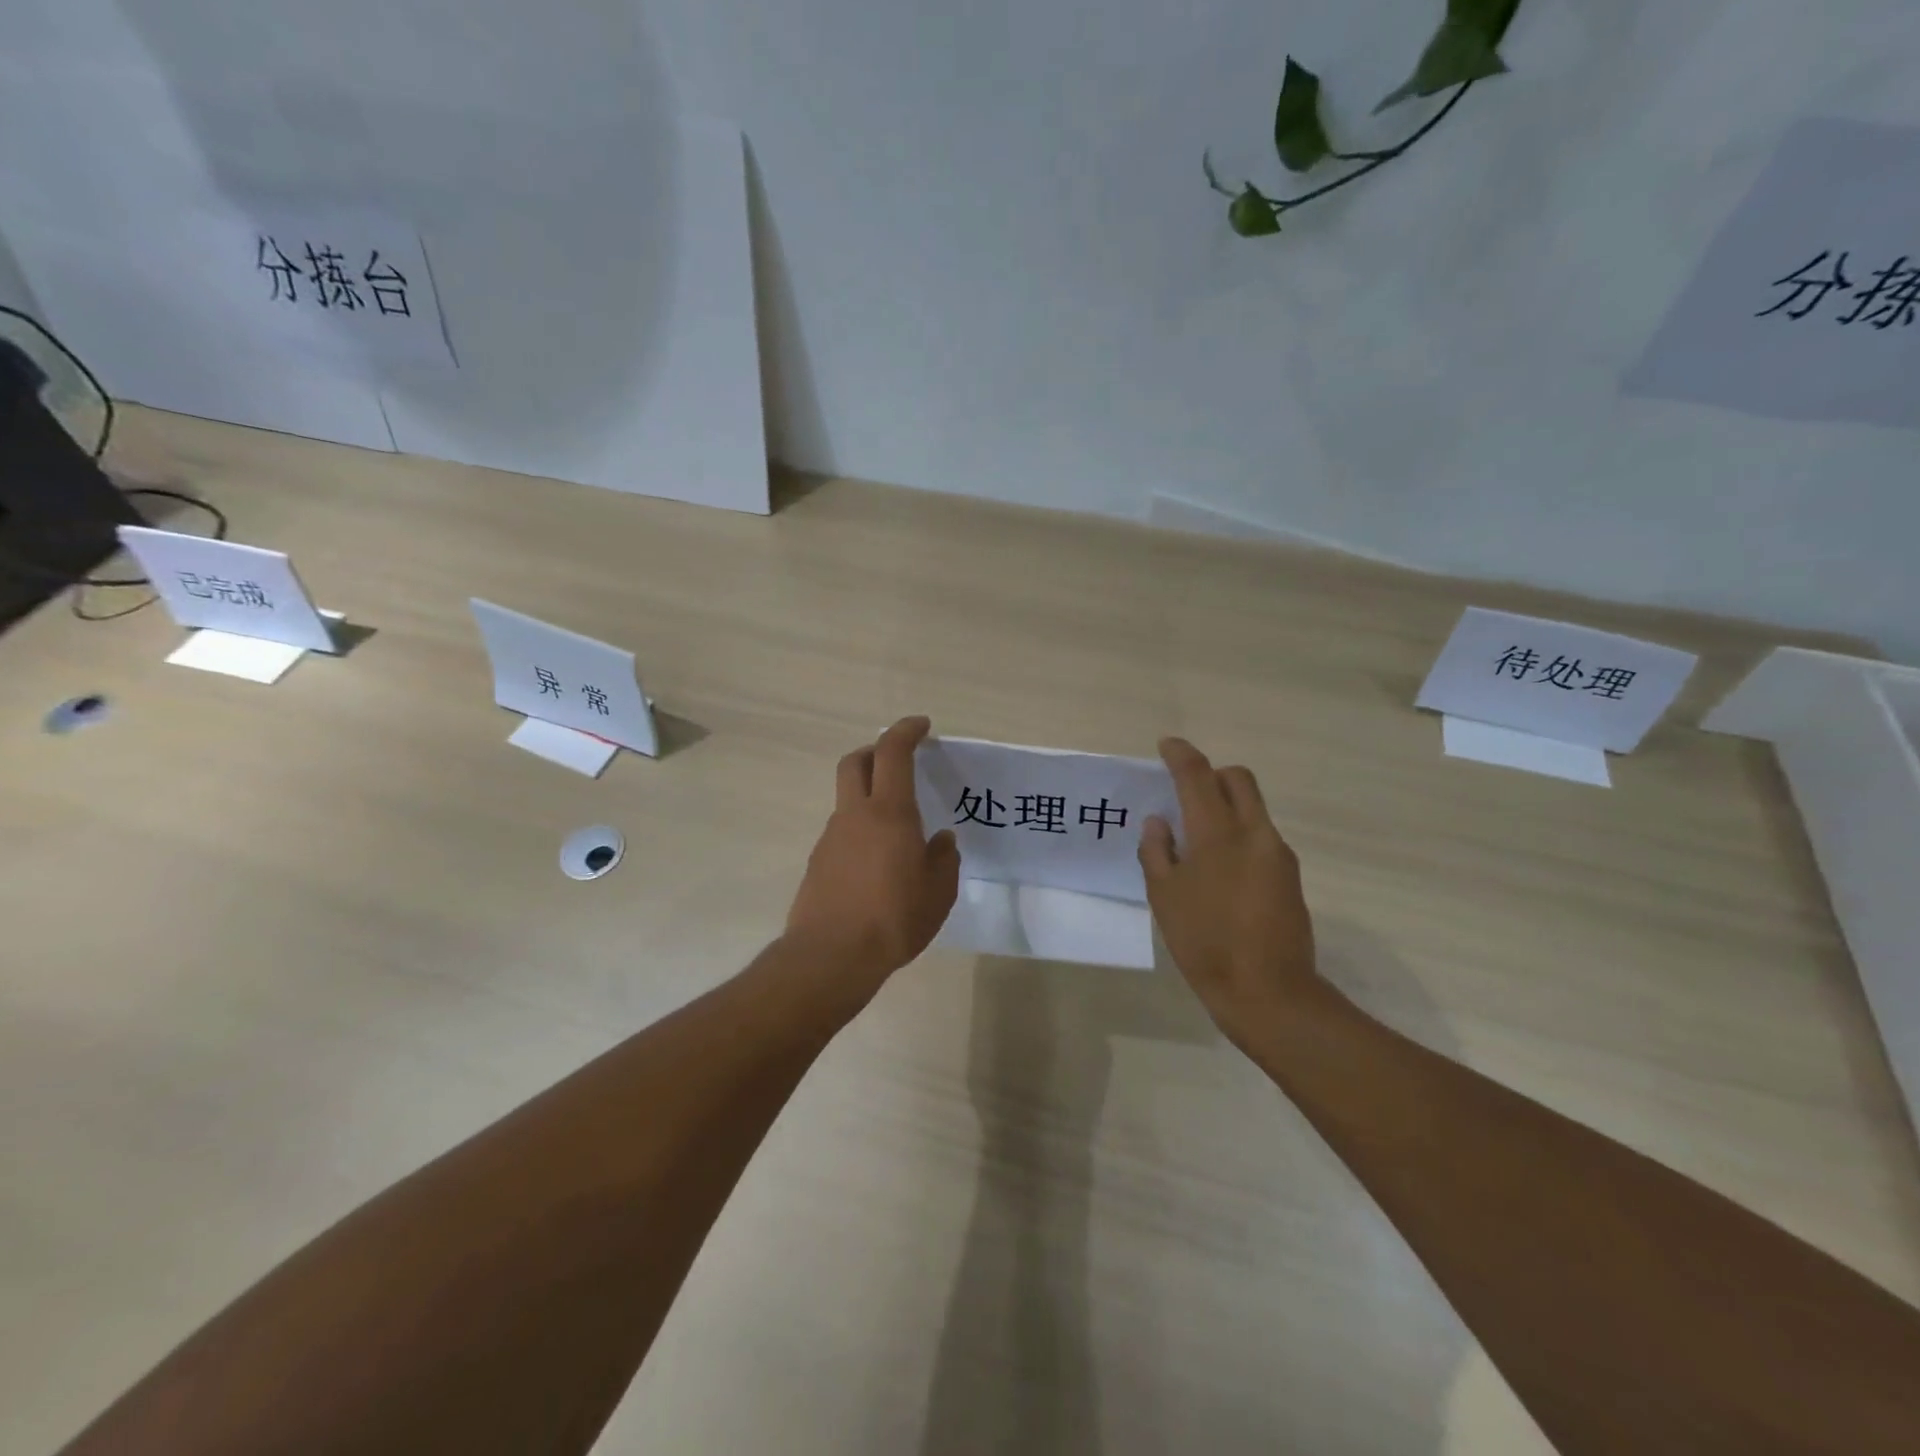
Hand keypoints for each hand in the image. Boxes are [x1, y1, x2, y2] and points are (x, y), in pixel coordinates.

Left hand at [784, 716, 961, 994]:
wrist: (830, 957)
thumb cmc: (894, 919)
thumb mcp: (938, 893)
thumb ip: (943, 860)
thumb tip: (940, 840)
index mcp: (889, 814)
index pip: (893, 753)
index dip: (906, 731)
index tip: (921, 725)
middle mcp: (855, 816)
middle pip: (855, 762)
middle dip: (875, 750)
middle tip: (898, 761)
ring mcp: (831, 838)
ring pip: (847, 799)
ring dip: (868, 796)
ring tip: (897, 831)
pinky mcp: (818, 862)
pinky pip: (842, 832)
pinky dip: (859, 831)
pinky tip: (876, 865)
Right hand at [1140, 738, 1323, 1045]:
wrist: (1269, 993)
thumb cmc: (1205, 942)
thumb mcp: (1164, 898)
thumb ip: (1157, 852)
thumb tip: (1159, 823)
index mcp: (1217, 834)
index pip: (1198, 776)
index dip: (1181, 755)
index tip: (1167, 745)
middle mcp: (1254, 833)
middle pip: (1238, 779)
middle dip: (1212, 773)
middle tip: (1186, 791)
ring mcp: (1277, 854)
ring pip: (1253, 807)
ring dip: (1226, 806)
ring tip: (1198, 839)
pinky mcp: (1290, 876)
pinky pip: (1261, 836)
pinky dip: (1238, 834)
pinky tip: (1219, 869)